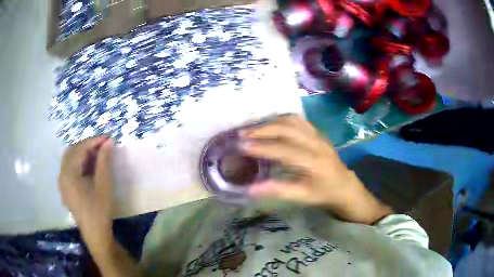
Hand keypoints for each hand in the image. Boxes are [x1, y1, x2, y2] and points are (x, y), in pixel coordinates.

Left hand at [58, 136, 113, 251]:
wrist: (95, 233)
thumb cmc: (99, 210)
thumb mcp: (104, 184)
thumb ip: (104, 161)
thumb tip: (108, 142)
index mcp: (69, 173)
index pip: (80, 149)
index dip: (94, 141)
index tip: (107, 138)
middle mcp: (62, 174)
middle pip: (72, 151)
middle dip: (87, 145)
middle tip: (102, 146)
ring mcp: (62, 182)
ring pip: (70, 159)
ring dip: (82, 153)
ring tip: (97, 155)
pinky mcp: (65, 188)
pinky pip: (69, 168)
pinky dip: (78, 163)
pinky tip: (88, 167)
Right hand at [240, 115, 391, 223]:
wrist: (346, 187)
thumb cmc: (324, 194)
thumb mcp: (303, 197)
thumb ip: (278, 190)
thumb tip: (250, 189)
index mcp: (314, 162)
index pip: (283, 150)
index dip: (261, 147)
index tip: (239, 145)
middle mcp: (316, 143)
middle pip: (286, 129)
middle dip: (262, 130)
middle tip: (241, 134)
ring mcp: (318, 135)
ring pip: (292, 120)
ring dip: (270, 122)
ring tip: (252, 128)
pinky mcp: (318, 133)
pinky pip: (298, 120)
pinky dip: (281, 119)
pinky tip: (271, 124)